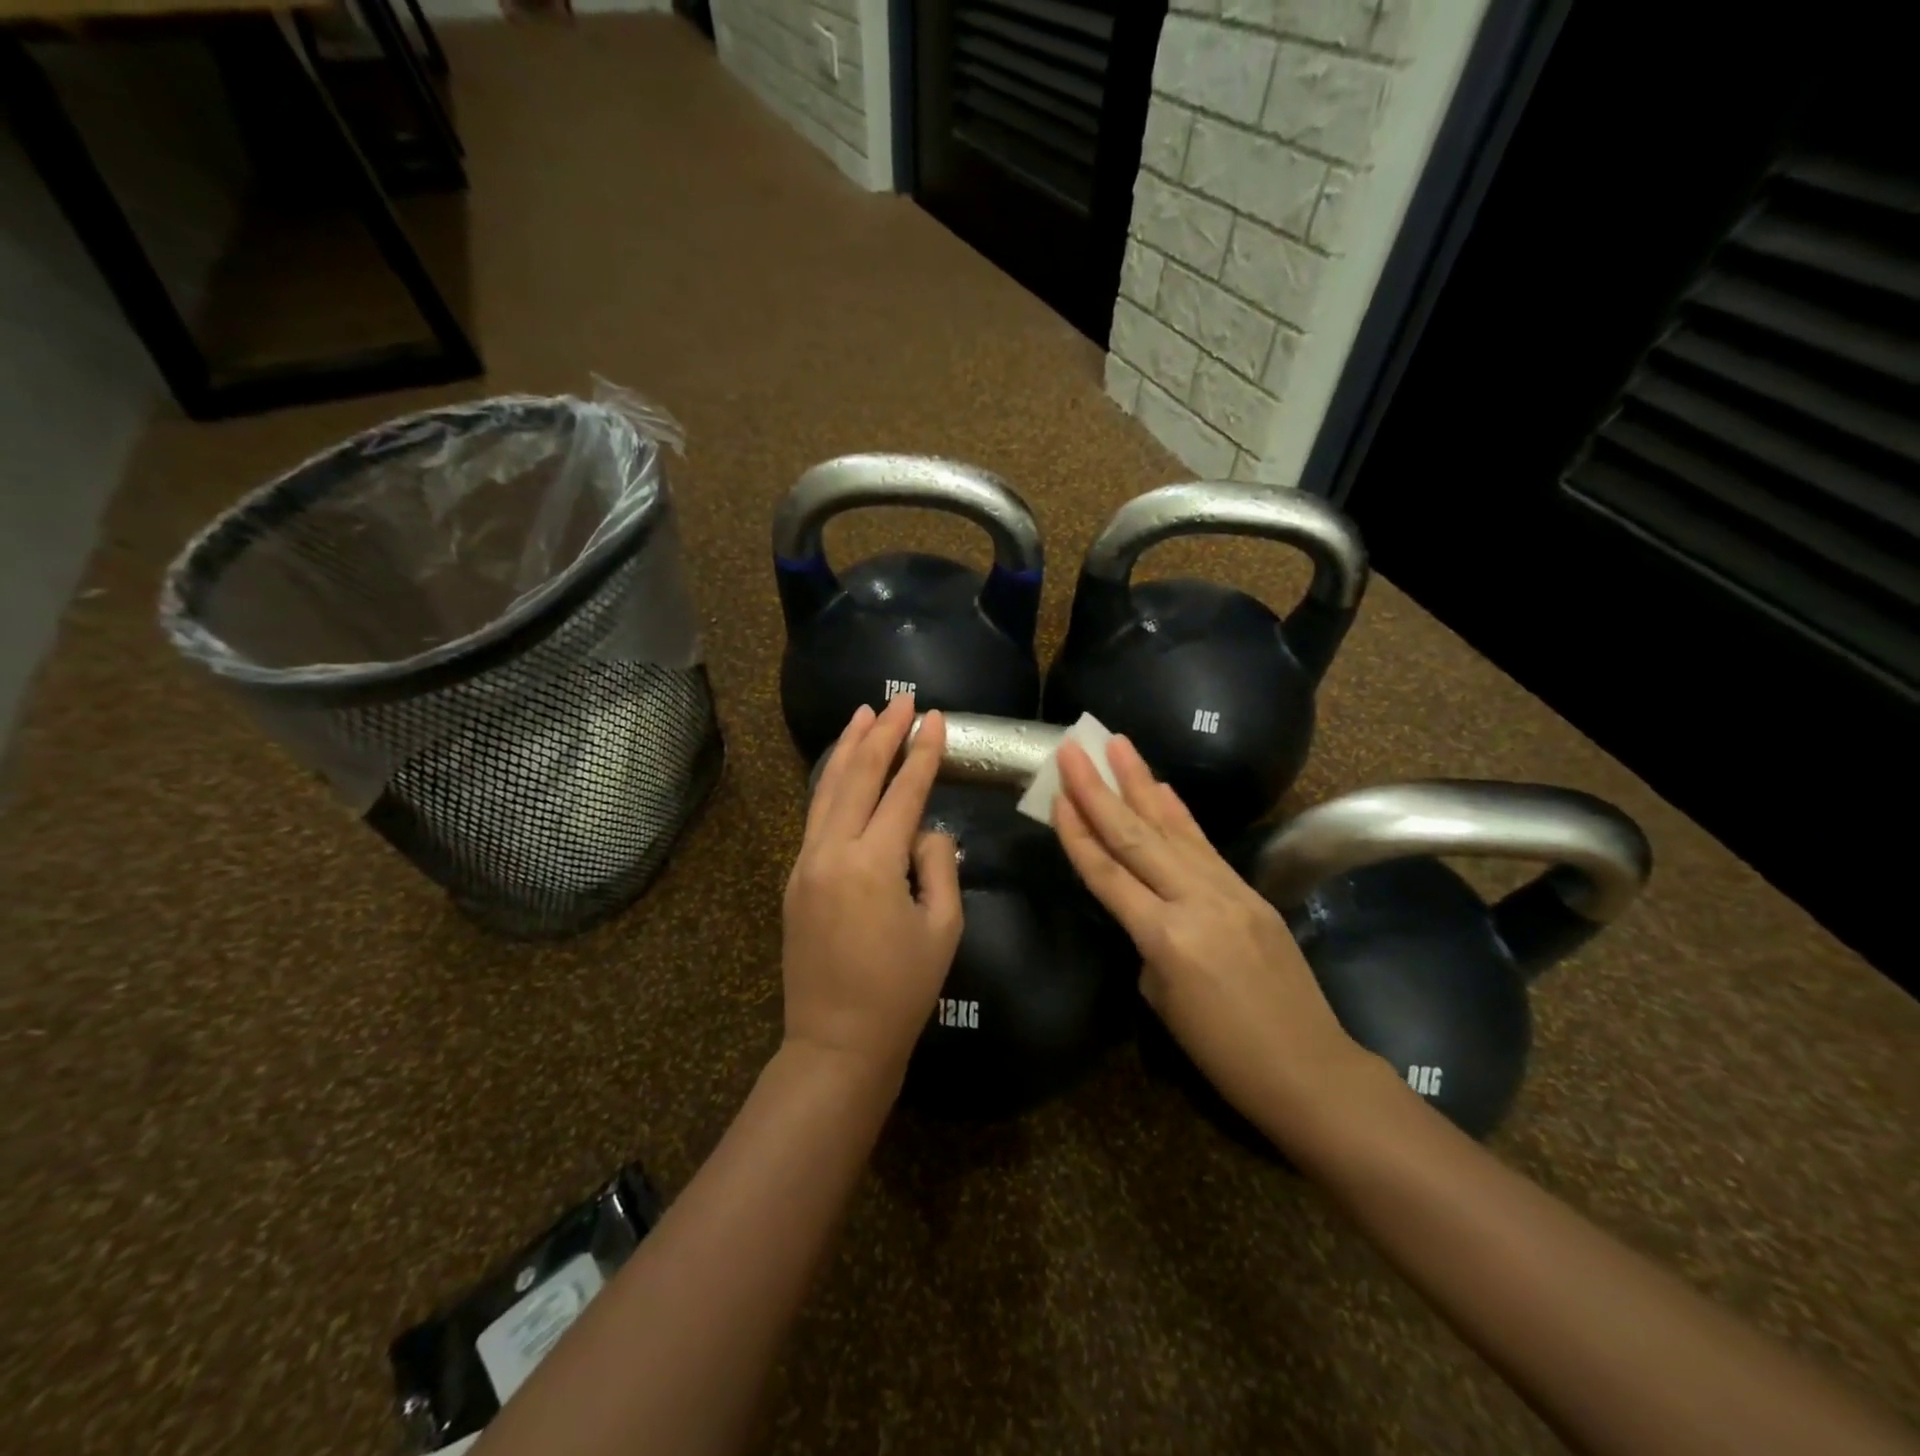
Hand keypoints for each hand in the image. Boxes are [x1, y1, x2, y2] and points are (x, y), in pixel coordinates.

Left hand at [781, 694, 963, 1083]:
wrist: (837, 1043)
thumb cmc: (901, 992)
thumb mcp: (941, 928)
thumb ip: (938, 865)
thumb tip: (925, 832)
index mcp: (873, 864)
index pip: (903, 792)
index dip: (922, 753)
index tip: (936, 718)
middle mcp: (832, 852)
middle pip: (858, 778)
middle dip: (882, 735)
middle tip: (901, 700)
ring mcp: (806, 864)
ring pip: (827, 791)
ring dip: (848, 749)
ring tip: (864, 715)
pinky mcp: (795, 880)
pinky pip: (815, 818)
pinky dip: (830, 784)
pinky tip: (841, 769)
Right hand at [1052, 736, 1368, 1127]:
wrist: (1308, 1068)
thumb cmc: (1223, 1053)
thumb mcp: (1162, 999)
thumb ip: (1147, 941)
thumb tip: (1147, 907)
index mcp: (1165, 938)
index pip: (1108, 874)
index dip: (1078, 833)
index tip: (1055, 795)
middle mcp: (1195, 902)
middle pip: (1135, 837)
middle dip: (1099, 789)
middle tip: (1074, 749)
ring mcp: (1228, 891)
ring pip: (1172, 828)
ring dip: (1140, 782)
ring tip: (1117, 744)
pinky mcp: (1250, 891)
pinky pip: (1204, 845)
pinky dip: (1179, 813)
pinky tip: (1162, 787)